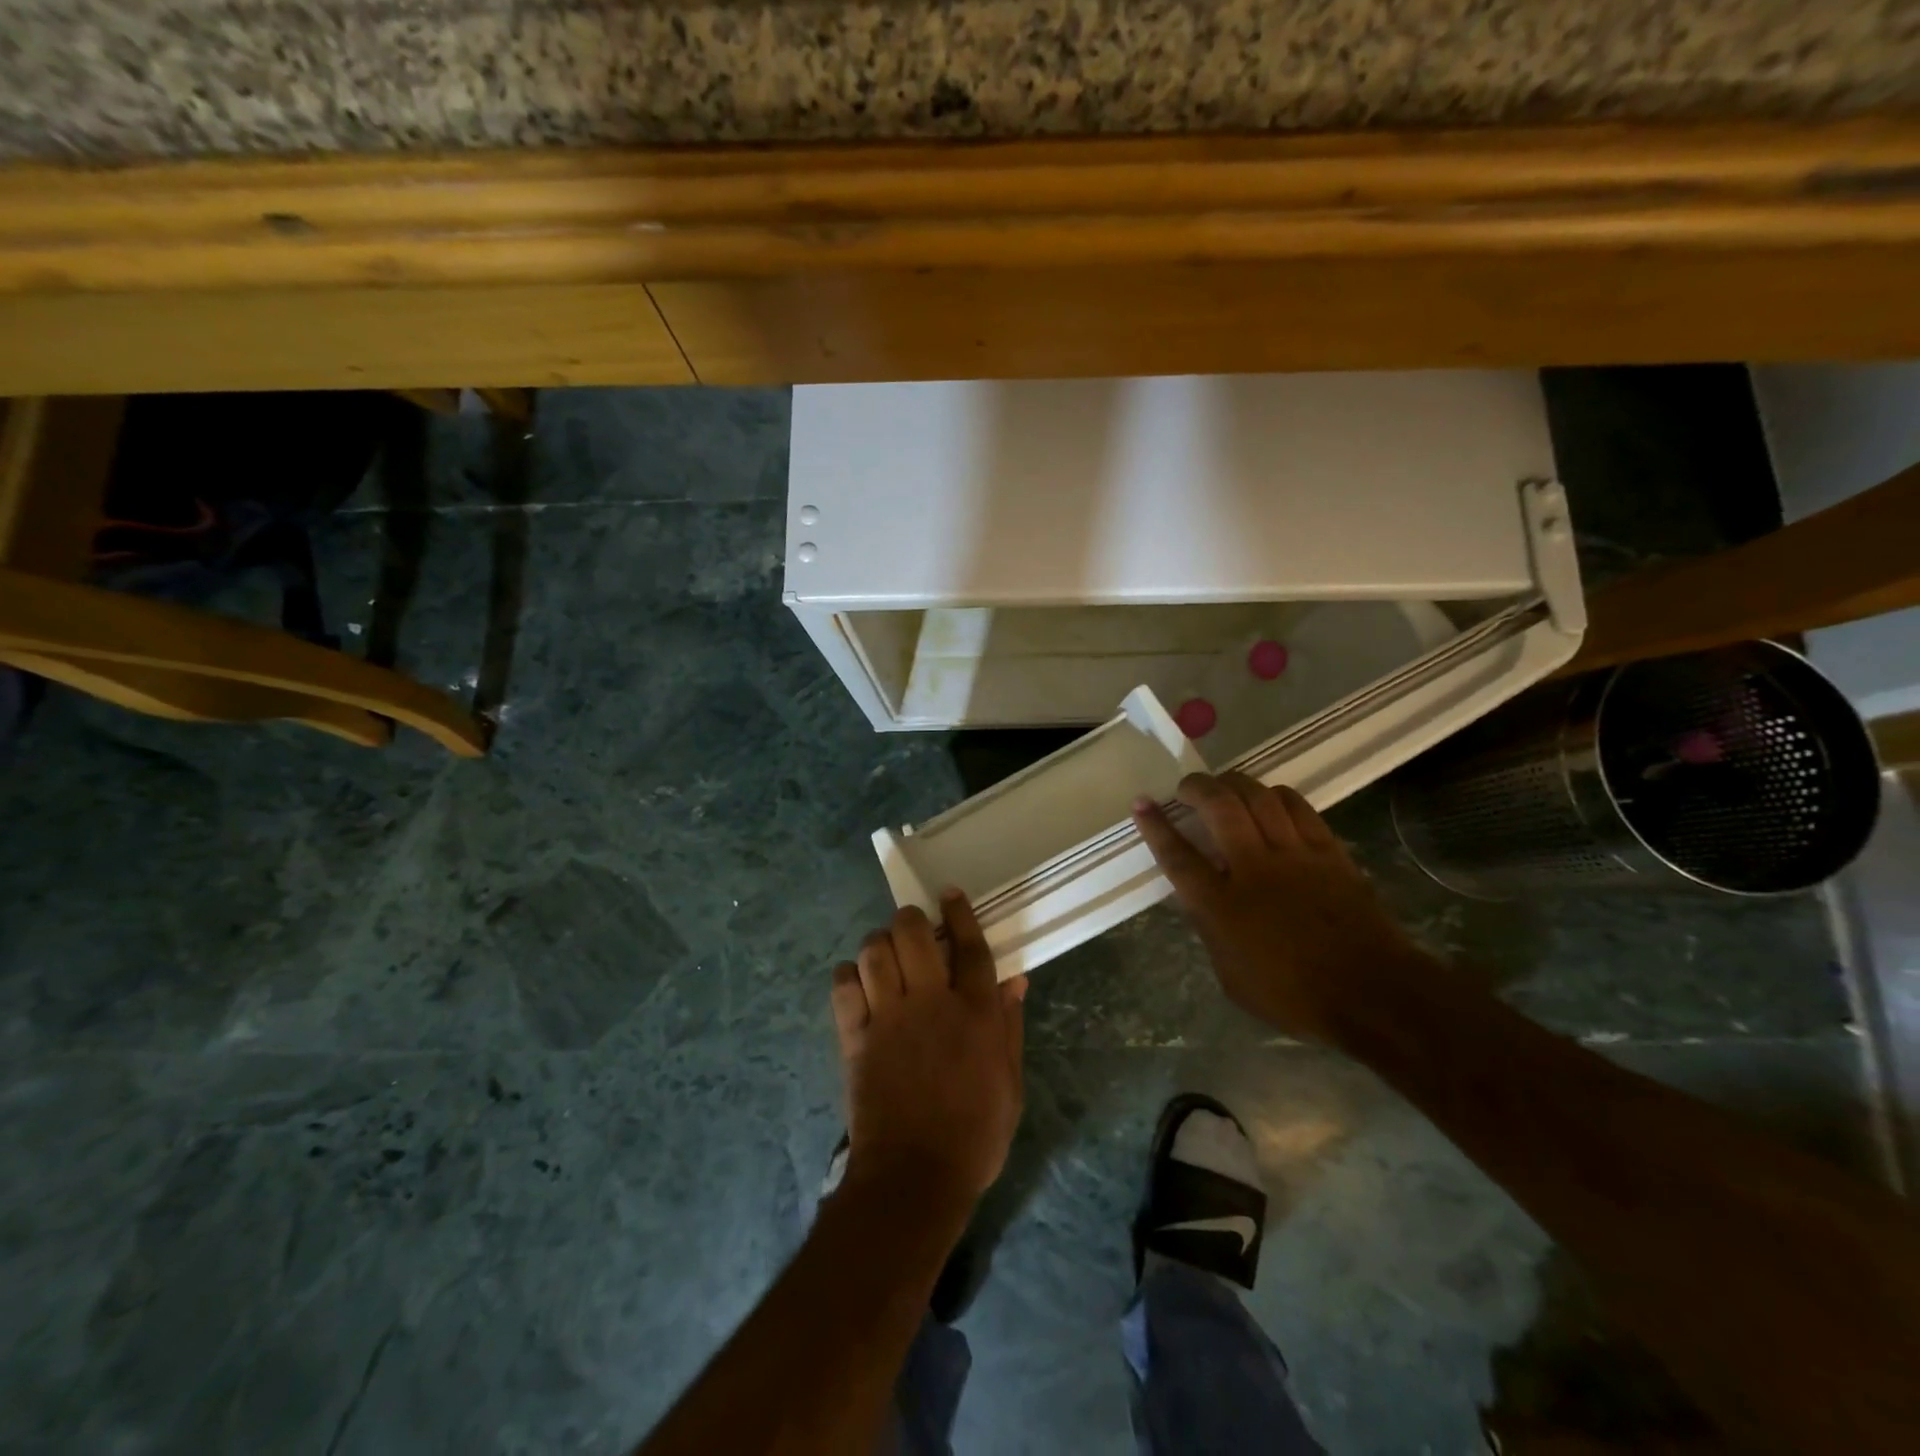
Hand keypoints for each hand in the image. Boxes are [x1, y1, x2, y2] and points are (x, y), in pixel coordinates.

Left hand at [830, 893, 1027, 1216]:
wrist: (914, 1178)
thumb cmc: (974, 1134)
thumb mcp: (1010, 1083)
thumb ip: (1010, 1026)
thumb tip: (1013, 980)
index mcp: (974, 1013)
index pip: (969, 945)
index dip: (959, 912)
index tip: (949, 892)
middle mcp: (930, 1004)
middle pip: (913, 933)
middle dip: (910, 919)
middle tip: (913, 928)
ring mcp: (889, 1018)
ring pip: (875, 952)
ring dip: (879, 943)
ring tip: (885, 954)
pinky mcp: (855, 1038)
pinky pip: (843, 988)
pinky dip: (848, 976)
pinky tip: (857, 982)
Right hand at [1132, 772, 1432, 1044]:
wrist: (1373, 994)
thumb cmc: (1295, 996)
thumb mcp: (1232, 977)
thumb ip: (1212, 933)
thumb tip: (1203, 904)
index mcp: (1221, 906)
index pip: (1178, 855)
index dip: (1156, 826)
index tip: (1142, 803)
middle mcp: (1253, 869)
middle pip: (1219, 807)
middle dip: (1196, 787)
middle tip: (1187, 787)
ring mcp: (1294, 856)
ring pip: (1259, 798)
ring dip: (1235, 783)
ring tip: (1224, 786)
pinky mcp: (1329, 852)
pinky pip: (1299, 808)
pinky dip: (1277, 796)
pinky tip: (1269, 799)